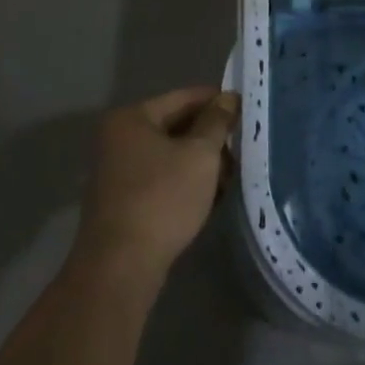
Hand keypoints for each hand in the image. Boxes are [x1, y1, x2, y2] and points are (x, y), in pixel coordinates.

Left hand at [76, 86, 238, 279]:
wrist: (121, 267)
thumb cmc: (162, 199)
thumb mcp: (200, 155)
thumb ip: (216, 122)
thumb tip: (228, 97)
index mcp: (131, 118)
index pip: (183, 97)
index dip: (217, 101)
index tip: (246, 109)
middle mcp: (119, 139)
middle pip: (176, 125)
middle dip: (211, 135)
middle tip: (243, 144)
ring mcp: (118, 172)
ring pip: (171, 154)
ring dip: (201, 162)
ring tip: (233, 173)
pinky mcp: (124, 201)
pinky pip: (163, 178)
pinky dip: (186, 181)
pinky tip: (212, 195)